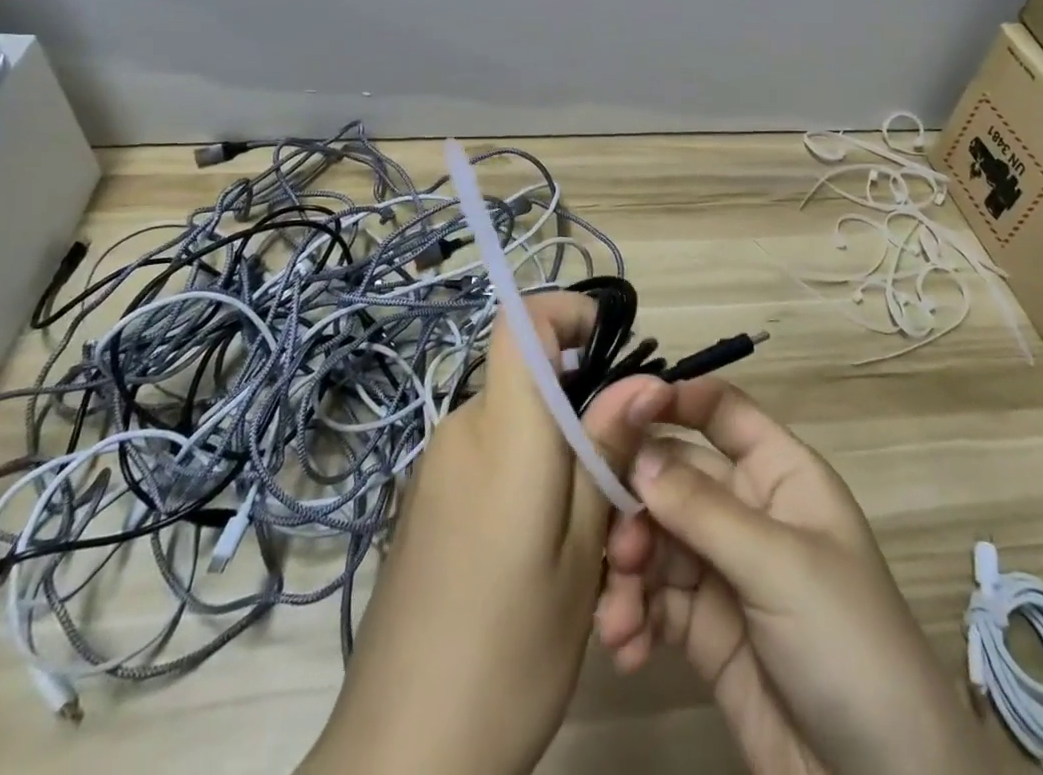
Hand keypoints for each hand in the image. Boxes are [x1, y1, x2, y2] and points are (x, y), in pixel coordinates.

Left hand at [300, 292, 667, 774]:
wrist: (400, 757)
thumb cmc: (510, 653)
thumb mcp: (581, 555)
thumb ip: (605, 454)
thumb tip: (643, 379)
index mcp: (501, 432)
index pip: (519, 320)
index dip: (565, 312)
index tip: (609, 346)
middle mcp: (460, 431)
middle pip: (528, 382)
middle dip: (583, 414)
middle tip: (623, 491)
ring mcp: (435, 468)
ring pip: (514, 428)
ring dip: (559, 460)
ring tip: (593, 548)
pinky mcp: (425, 502)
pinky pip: (487, 461)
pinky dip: (526, 482)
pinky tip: (543, 561)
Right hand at [596, 380, 988, 774]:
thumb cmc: (849, 646)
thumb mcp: (779, 568)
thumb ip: (702, 509)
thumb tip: (635, 454)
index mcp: (780, 475)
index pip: (720, 411)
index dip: (672, 400)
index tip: (617, 412)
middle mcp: (747, 511)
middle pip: (674, 476)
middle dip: (637, 505)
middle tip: (614, 545)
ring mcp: (724, 570)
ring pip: (656, 540)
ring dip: (628, 570)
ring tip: (620, 613)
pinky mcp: (705, 630)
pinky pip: (654, 601)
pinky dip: (633, 615)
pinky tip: (626, 645)